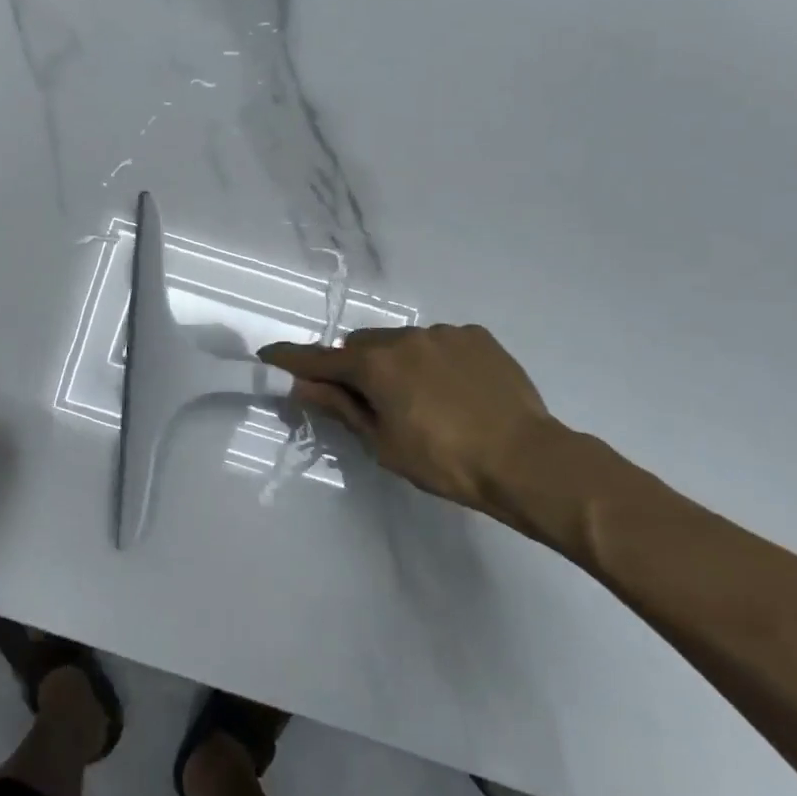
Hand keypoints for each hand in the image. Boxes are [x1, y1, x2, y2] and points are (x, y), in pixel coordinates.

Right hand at [260, 324, 551, 530]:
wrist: (527, 460)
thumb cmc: (445, 462)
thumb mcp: (383, 443)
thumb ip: (342, 408)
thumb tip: (304, 387)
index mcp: (377, 364)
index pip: (321, 358)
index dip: (293, 358)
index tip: (269, 354)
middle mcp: (406, 337)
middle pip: (362, 345)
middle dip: (354, 366)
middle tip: (366, 399)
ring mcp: (445, 333)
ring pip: (402, 341)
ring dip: (396, 362)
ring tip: (421, 398)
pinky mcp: (478, 337)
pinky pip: (439, 342)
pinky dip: (433, 360)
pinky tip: (453, 390)